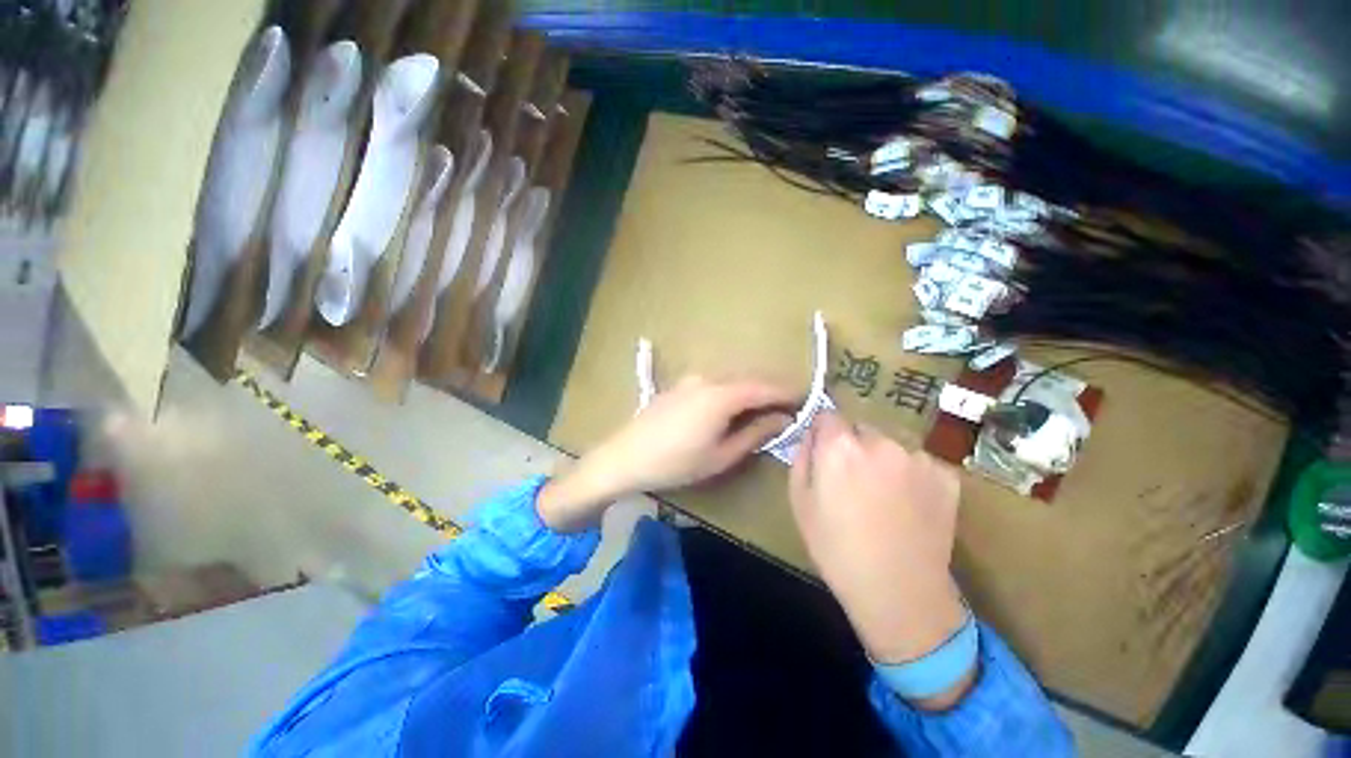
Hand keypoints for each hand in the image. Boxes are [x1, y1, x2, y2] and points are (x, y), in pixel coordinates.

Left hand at [538, 376, 795, 531]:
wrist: (624, 457)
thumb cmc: (676, 462)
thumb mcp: (721, 455)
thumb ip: (754, 434)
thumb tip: (781, 419)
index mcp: (722, 395)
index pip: (764, 387)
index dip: (787, 392)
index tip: (805, 400)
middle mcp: (708, 379)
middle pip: (748, 381)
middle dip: (770, 393)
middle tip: (787, 410)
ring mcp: (690, 380)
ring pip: (731, 381)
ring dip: (749, 393)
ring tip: (762, 413)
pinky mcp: (679, 386)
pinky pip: (714, 384)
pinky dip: (730, 394)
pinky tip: (730, 411)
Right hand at [789, 412, 970, 704]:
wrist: (899, 592)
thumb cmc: (836, 548)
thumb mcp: (799, 500)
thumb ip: (802, 456)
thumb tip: (811, 435)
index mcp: (839, 446)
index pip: (828, 415)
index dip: (824, 432)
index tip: (824, 451)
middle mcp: (880, 441)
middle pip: (861, 427)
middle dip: (854, 444)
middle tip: (854, 479)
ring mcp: (918, 456)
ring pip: (891, 444)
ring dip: (883, 458)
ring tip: (884, 495)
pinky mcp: (947, 475)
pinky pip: (919, 462)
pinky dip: (912, 474)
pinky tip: (910, 504)